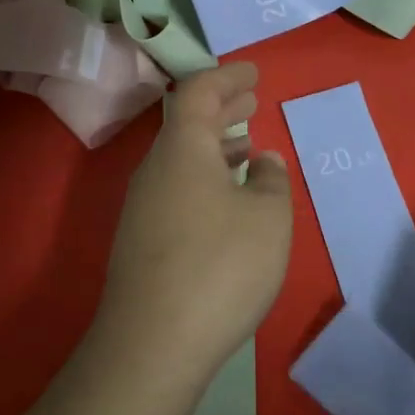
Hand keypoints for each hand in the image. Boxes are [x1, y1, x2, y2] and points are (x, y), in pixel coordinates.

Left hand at [92, 62, 291, 383]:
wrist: (155, 342)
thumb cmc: (222, 266)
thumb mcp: (269, 218)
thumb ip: (272, 181)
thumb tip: (262, 160)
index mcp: (182, 149)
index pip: (199, 93)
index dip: (228, 77)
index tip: (254, 72)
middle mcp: (154, 171)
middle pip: (186, 125)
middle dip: (222, 109)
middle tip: (251, 100)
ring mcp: (142, 208)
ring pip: (181, 161)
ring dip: (215, 148)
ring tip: (247, 147)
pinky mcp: (141, 243)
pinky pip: (177, 191)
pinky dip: (205, 180)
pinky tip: (227, 201)